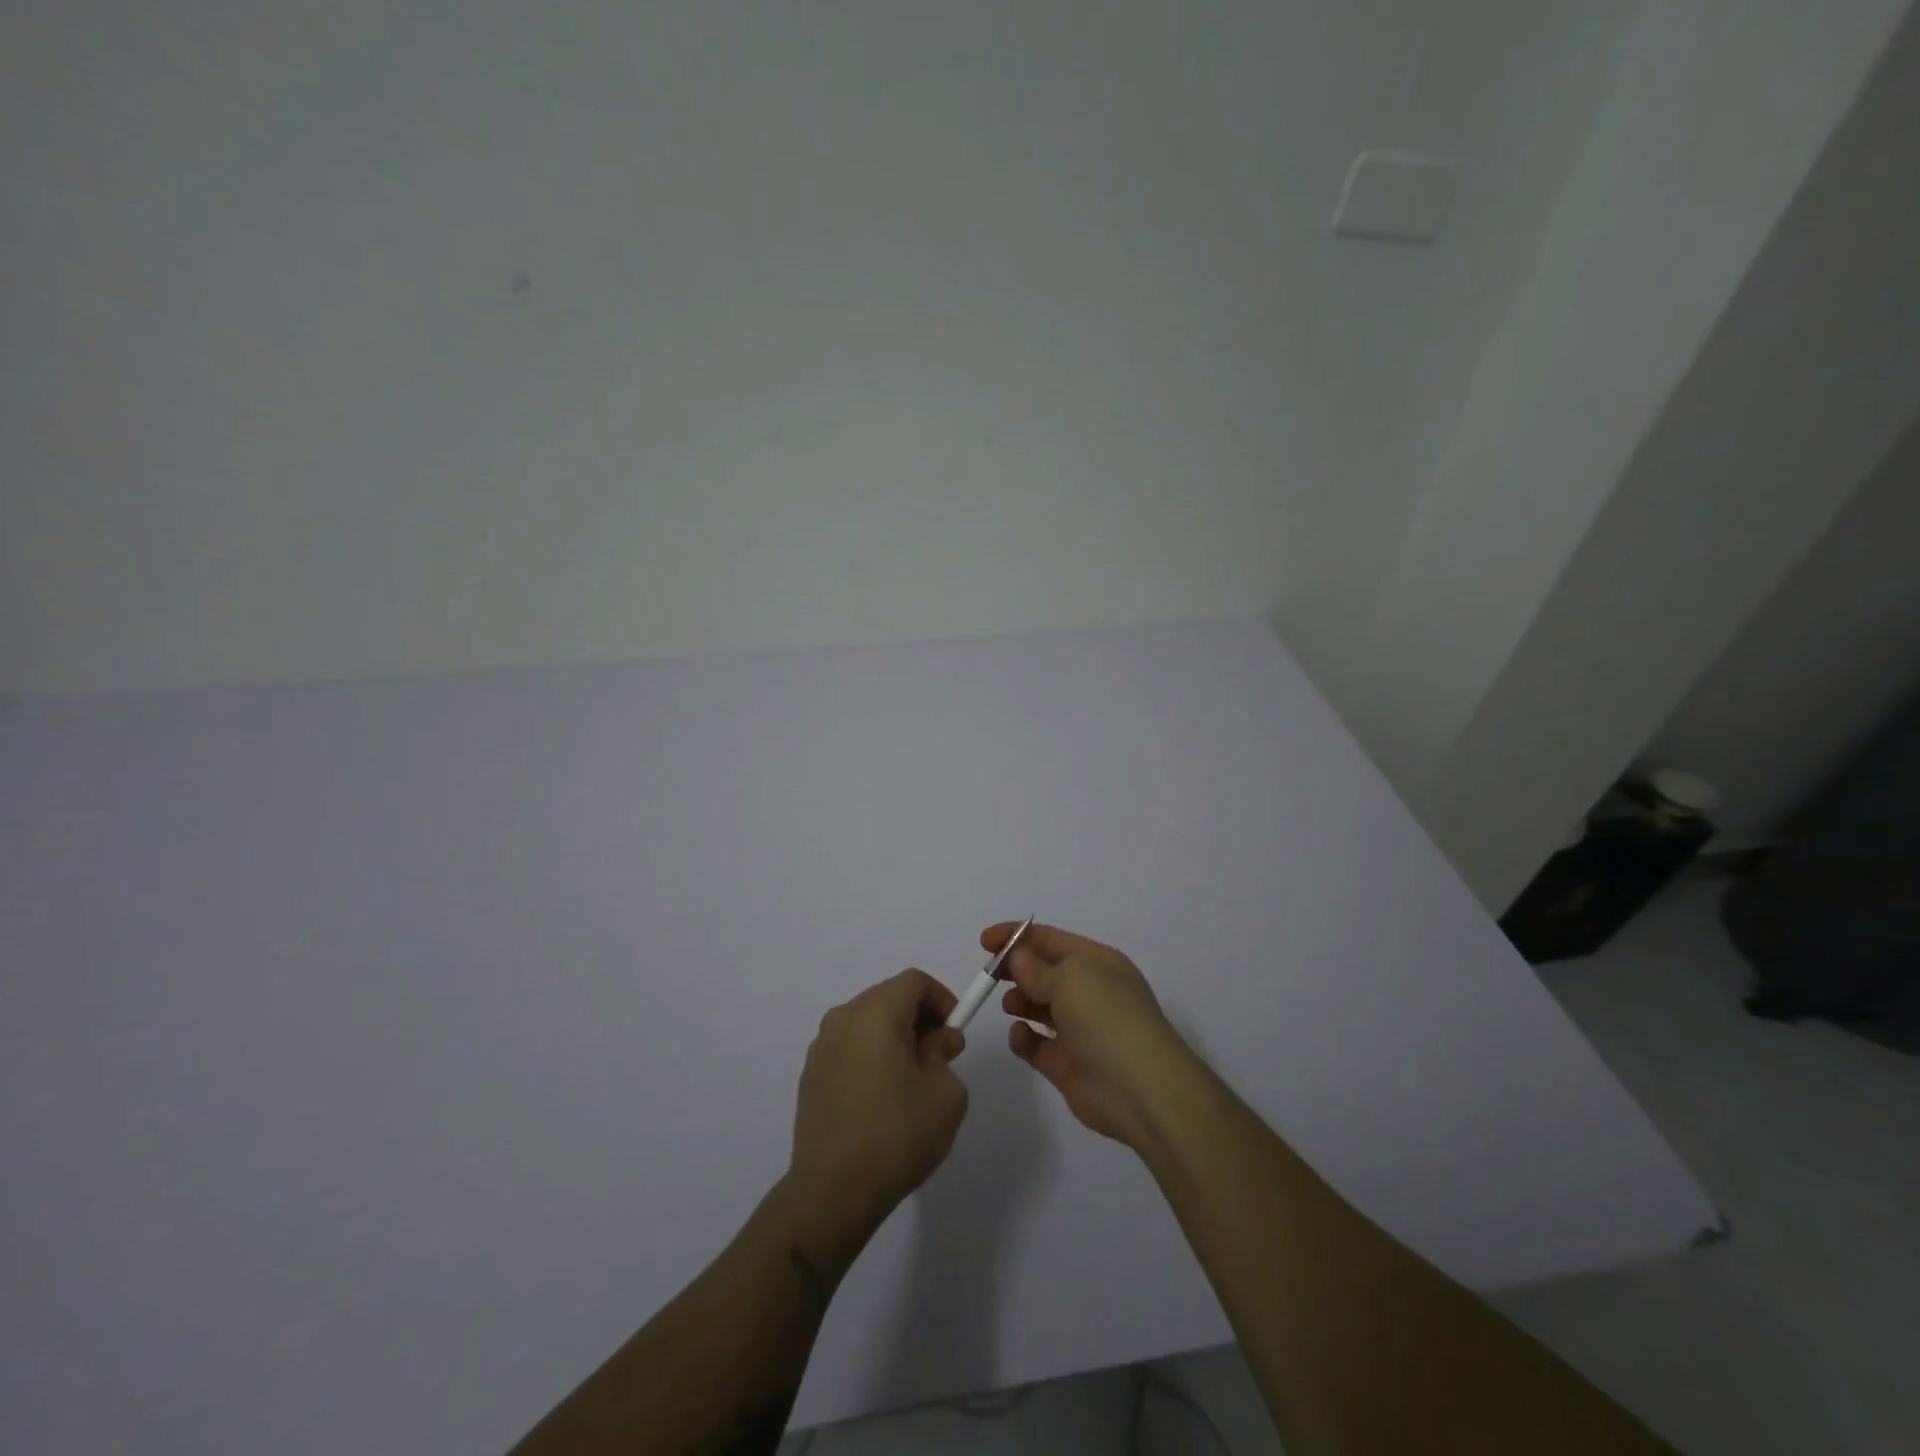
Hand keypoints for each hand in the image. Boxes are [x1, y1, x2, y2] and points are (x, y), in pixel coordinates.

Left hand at [788, 969, 970, 1249]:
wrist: (833, 1191)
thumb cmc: (898, 1134)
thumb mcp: (946, 1093)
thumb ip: (945, 1054)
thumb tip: (935, 1042)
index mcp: (877, 1012)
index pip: (914, 981)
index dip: (941, 998)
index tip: (954, 1031)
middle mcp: (843, 1018)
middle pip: (888, 997)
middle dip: (918, 1017)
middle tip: (938, 1054)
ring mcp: (821, 1047)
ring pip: (867, 1022)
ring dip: (893, 1036)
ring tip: (911, 1079)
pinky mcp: (810, 1075)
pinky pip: (848, 1048)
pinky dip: (870, 1055)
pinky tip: (881, 1098)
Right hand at [987, 921, 1195, 1148]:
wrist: (1141, 1090)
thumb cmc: (1107, 1018)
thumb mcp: (1070, 978)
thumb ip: (1036, 968)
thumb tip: (1018, 958)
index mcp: (1096, 962)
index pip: (1050, 939)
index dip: (1016, 936)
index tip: (984, 942)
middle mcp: (1089, 991)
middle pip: (1042, 971)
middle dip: (1015, 969)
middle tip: (990, 975)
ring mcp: (1078, 1029)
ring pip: (1038, 1006)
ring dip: (1019, 1001)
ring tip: (1011, 1005)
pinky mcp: (1066, 1064)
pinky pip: (1036, 1044)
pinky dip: (1023, 1038)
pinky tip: (1020, 1036)